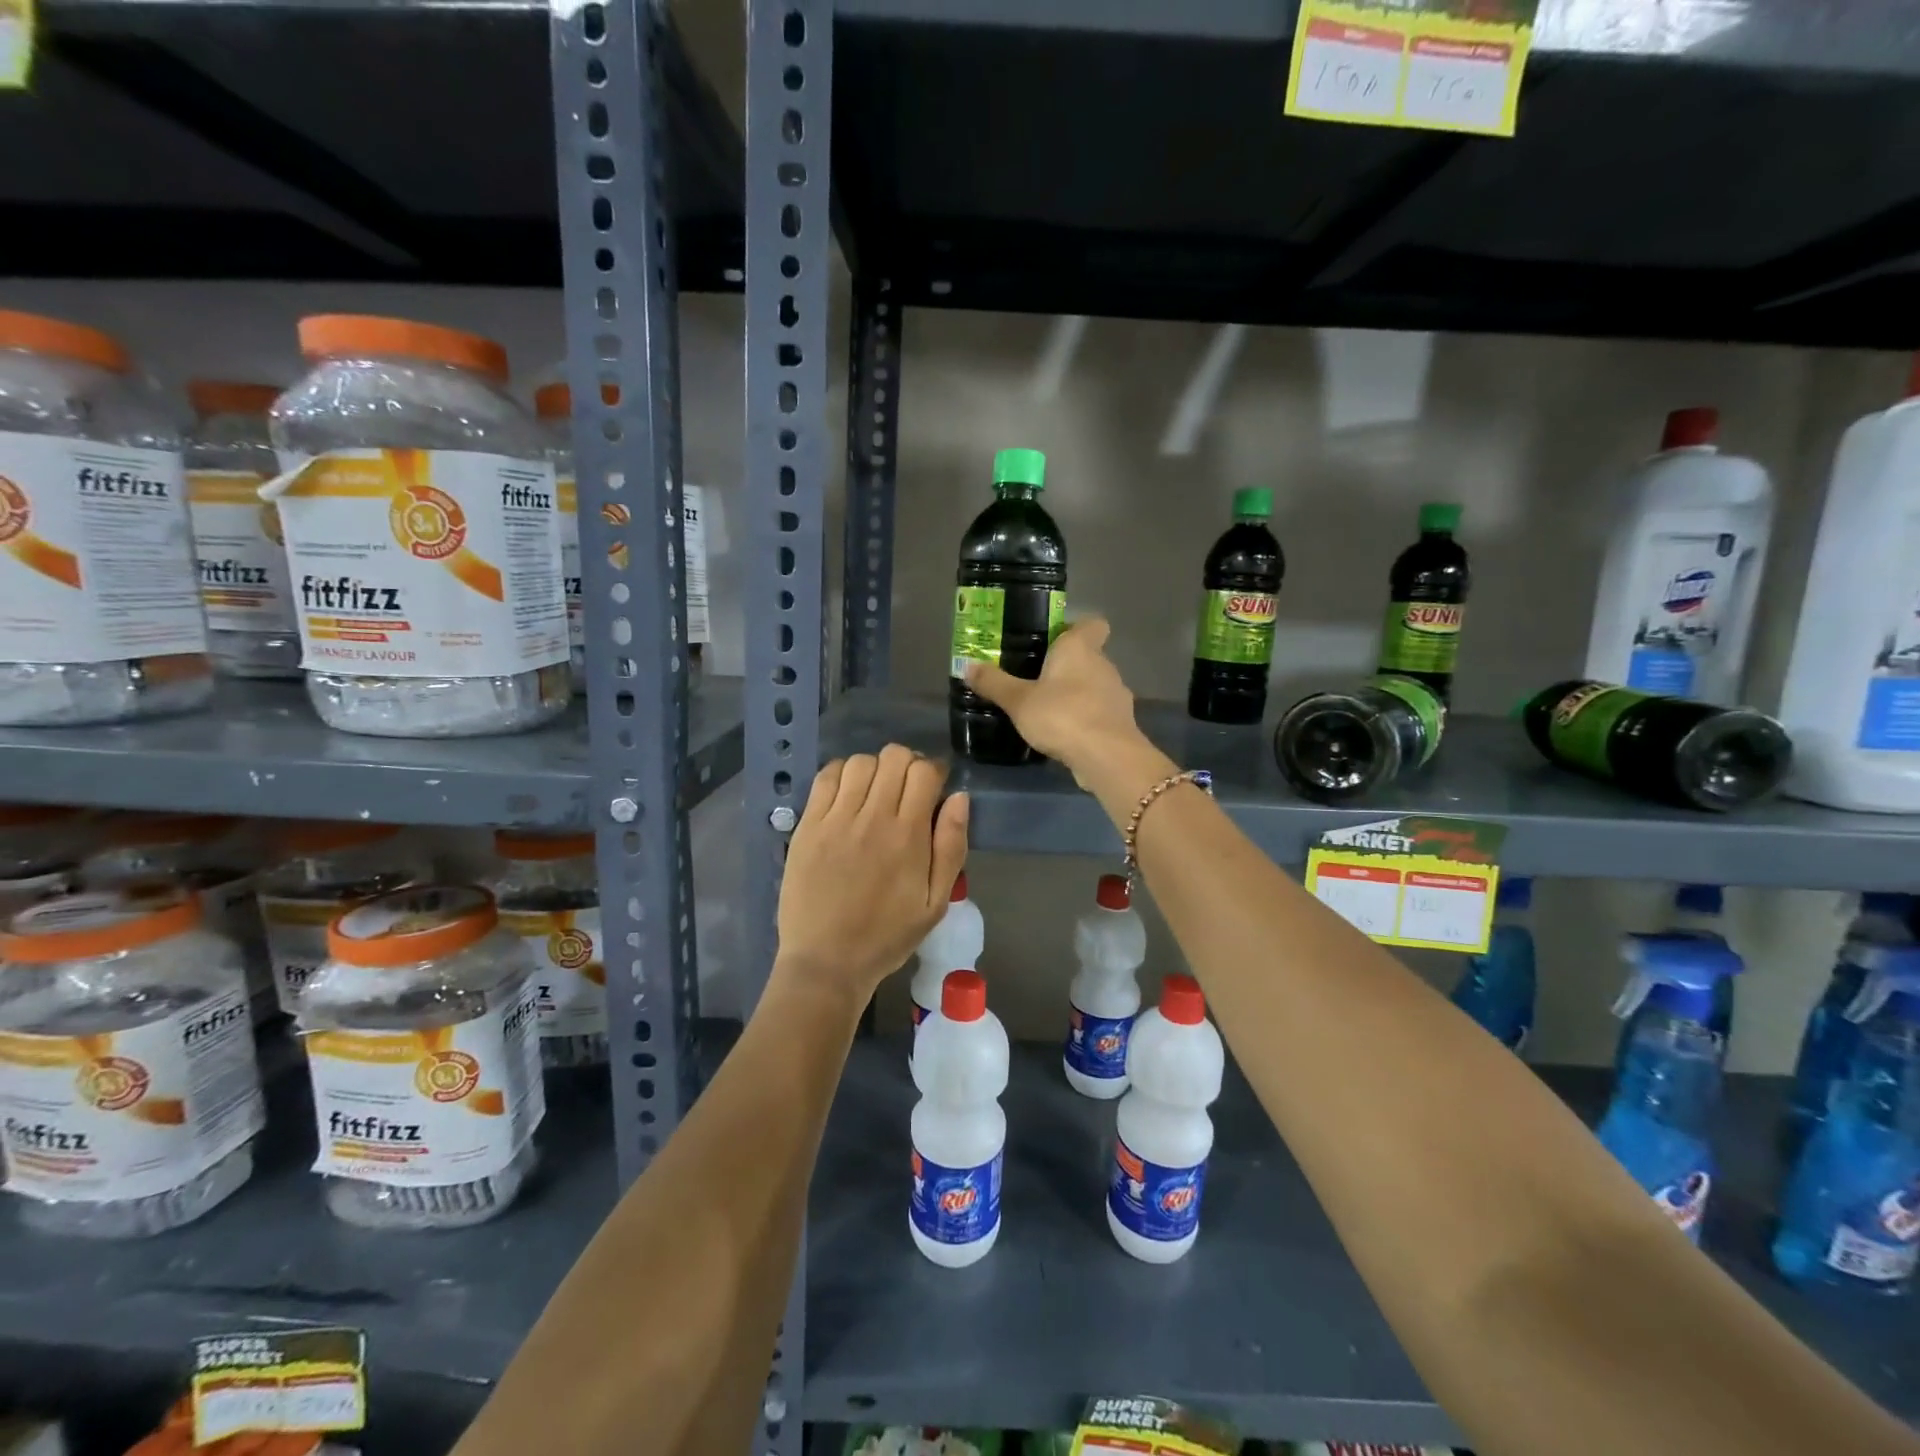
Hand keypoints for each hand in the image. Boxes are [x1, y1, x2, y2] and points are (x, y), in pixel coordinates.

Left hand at [774, 744, 969, 1006]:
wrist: (826, 961)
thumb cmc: (887, 936)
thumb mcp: (935, 903)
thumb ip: (951, 847)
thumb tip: (960, 798)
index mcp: (908, 835)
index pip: (924, 772)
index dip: (934, 771)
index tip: (935, 787)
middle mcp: (872, 817)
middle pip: (894, 757)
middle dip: (908, 764)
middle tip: (907, 789)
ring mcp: (835, 819)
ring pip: (860, 762)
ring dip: (875, 768)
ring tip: (876, 792)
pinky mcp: (808, 825)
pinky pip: (826, 778)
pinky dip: (842, 774)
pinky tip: (848, 794)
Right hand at [964, 618, 1149, 783]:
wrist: (1106, 757)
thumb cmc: (1062, 715)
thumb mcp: (1018, 701)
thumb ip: (994, 683)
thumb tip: (968, 666)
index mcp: (1080, 648)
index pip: (1092, 623)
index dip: (1075, 628)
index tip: (1053, 641)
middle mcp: (1104, 664)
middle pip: (1088, 656)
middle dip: (1066, 666)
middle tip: (1035, 679)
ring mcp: (1117, 694)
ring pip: (1094, 685)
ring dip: (1076, 694)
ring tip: (1047, 710)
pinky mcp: (1121, 722)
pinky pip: (1099, 712)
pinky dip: (1085, 718)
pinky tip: (1064, 734)